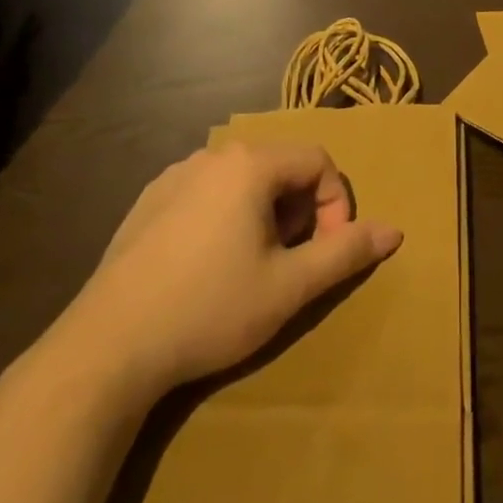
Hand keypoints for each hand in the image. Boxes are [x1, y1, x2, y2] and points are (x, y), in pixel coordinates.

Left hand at [57, 140, 402, 395]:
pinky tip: (206, 266)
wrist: (107, 347)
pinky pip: (206, 192)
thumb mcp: (288, 287)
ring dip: (264, 214)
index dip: (336, 204)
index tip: (326, 253)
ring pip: (243, 180)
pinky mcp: (148, 199)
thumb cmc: (209, 309)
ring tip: (252, 266)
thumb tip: (395, 231)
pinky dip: (225, 217)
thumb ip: (345, 253)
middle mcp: (213, 154)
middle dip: (299, 211)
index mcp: (250, 164)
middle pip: (281, 167)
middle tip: (289, 263)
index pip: (318, 161)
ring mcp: (175, 174)